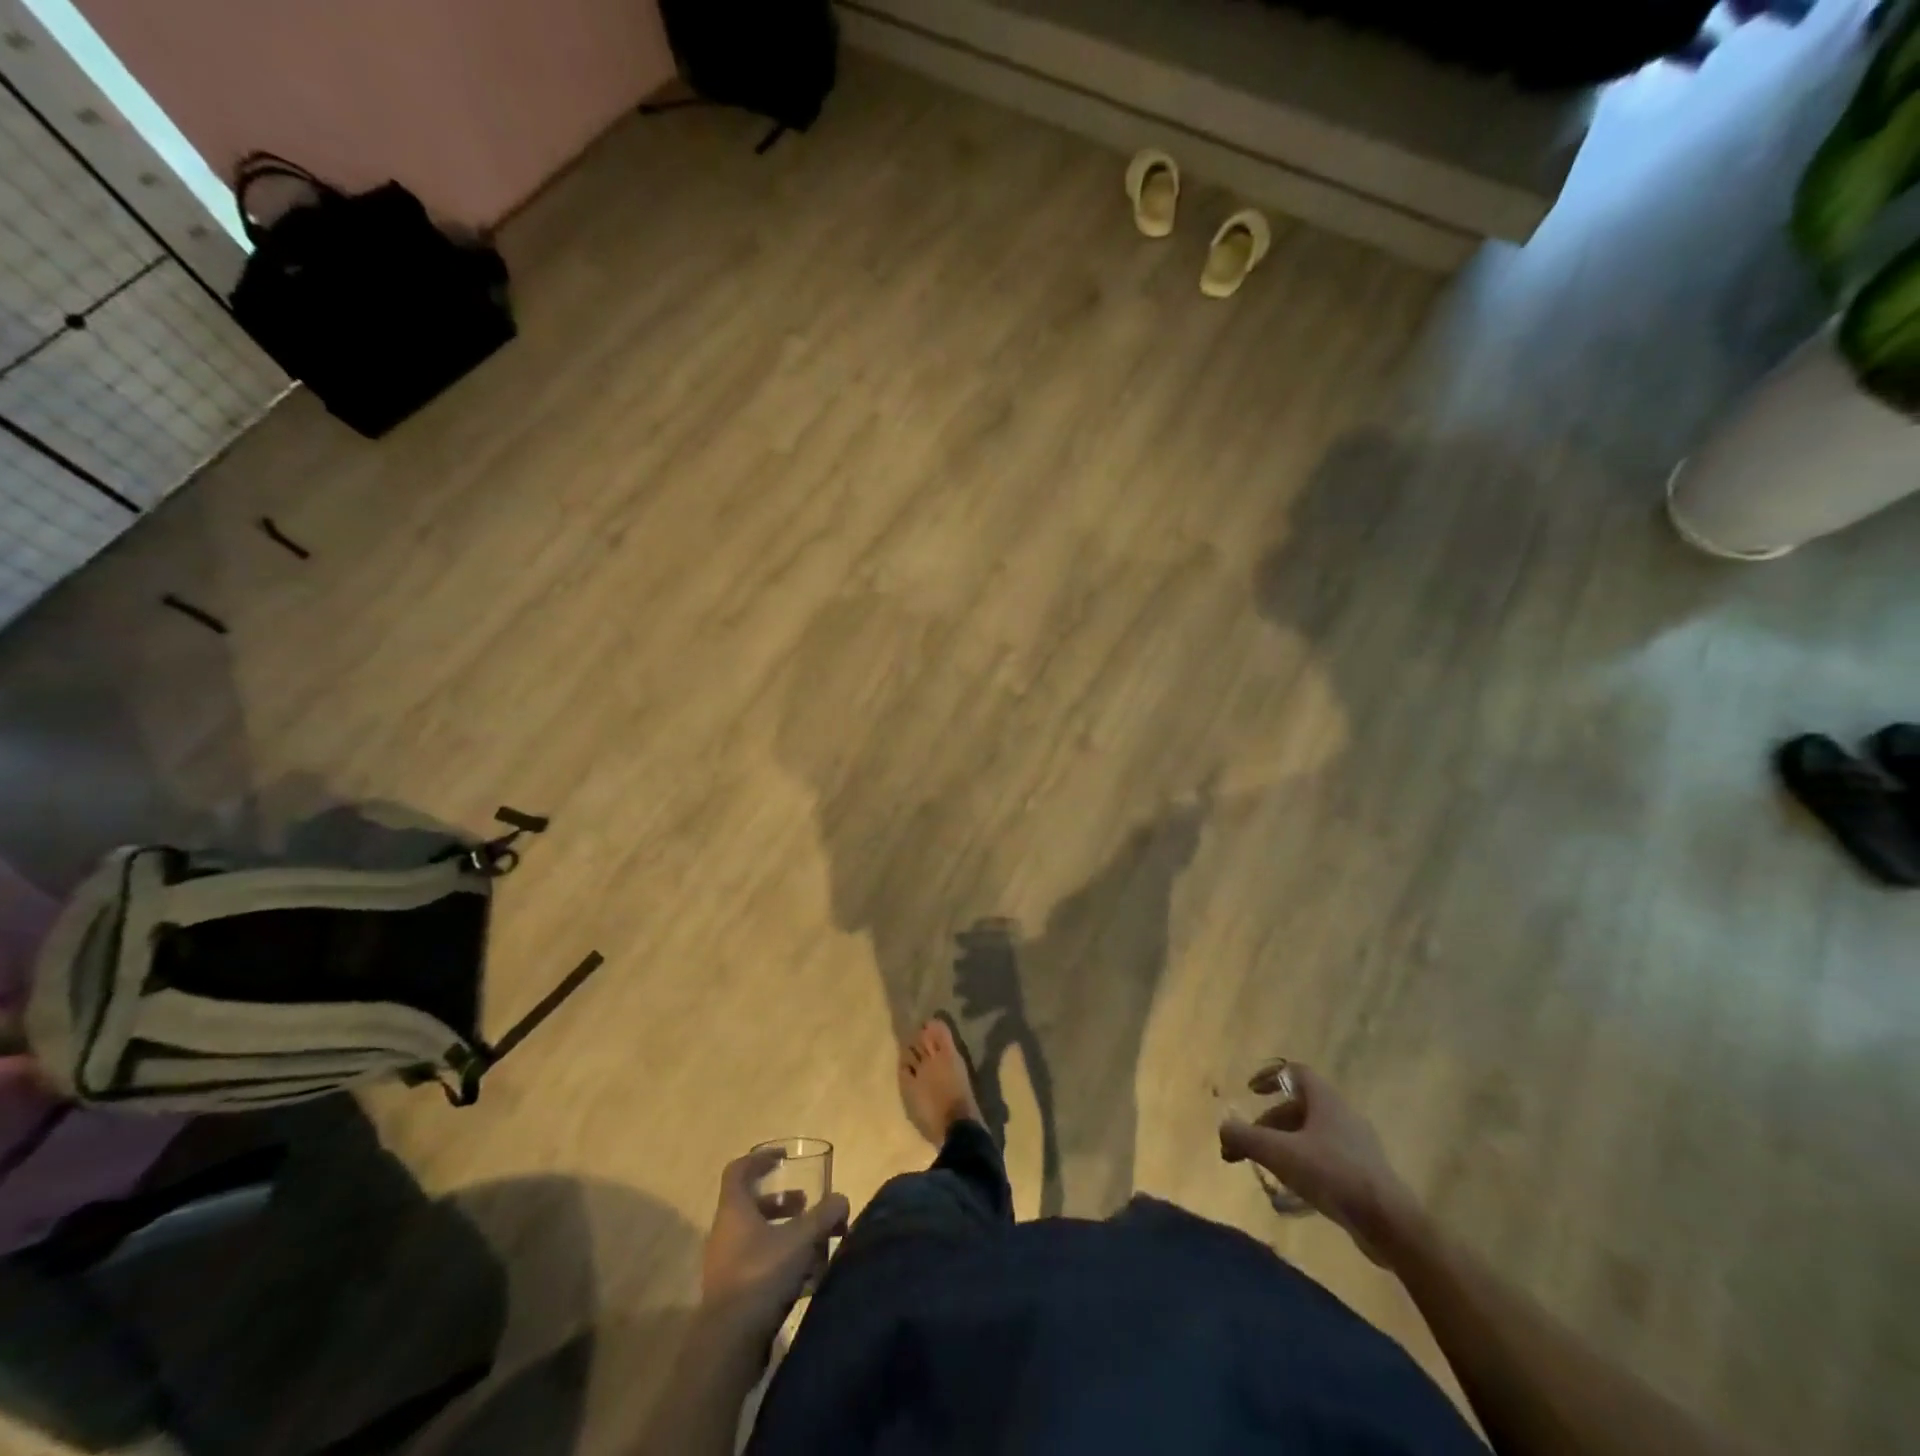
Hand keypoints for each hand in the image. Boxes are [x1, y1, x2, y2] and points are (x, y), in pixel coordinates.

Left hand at [699, 1149, 850, 1338]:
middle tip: (806, 1205)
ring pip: (757, 1238)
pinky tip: (807, 1277)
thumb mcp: (801, 1239)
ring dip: (784, 1234)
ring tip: (813, 1243)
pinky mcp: (731, 1297)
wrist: (728, 1346)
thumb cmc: (761, 1276)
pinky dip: (780, 1263)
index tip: (785, 1159)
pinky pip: (757, 1266)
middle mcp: (724, 1234)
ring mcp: (725, 1267)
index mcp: (734, 1211)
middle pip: (752, 1205)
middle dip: (782, 1203)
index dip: (761, 1159)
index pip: (739, 1170)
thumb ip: (824, 1215)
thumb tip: (841, 1200)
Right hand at [1218, 1061, 1419, 1265]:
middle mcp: (1342, 1115)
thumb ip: (1245, 1137)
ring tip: (1266, 1169)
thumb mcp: (1279, 1153)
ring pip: (1311, 1135)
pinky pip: (1325, 1158)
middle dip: (1268, 1123)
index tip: (1250, 1090)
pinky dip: (1304, 1165)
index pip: (1295, 1072)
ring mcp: (1356, 1146)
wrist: (1390, 1224)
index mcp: (1325, 1100)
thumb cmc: (1332, 1174)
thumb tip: (1223, 1128)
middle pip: (1298, 1108)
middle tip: (1248, 1145)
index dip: (1270, 1076)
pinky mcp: (1364, 1174)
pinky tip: (1293, 1191)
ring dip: (1284, 1145)